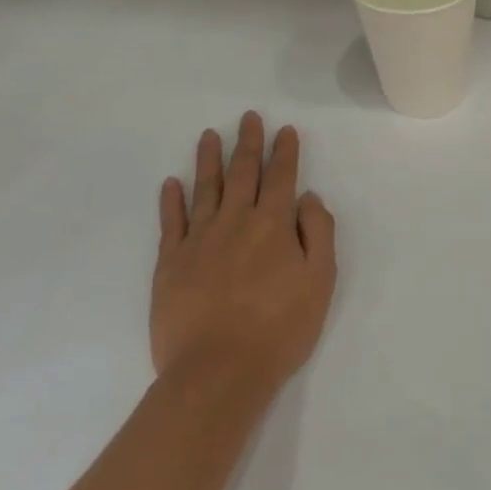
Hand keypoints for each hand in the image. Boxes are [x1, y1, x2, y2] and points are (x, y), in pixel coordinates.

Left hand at [151, 112, 337, 390]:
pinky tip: (172, 183)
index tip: (285, 130)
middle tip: (248, 117)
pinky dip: (171, 200)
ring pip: (204, 188)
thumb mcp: (320, 281)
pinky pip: (171, 222)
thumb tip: (307, 198)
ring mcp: (198, 240)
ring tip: (210, 135)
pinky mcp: (170, 263)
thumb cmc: (280, 328)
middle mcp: (235, 222)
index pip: (281, 178)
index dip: (284, 152)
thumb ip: (318, 233)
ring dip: (208, 159)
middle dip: (248, 143)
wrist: (218, 371)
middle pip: (242, 173)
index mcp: (273, 225)